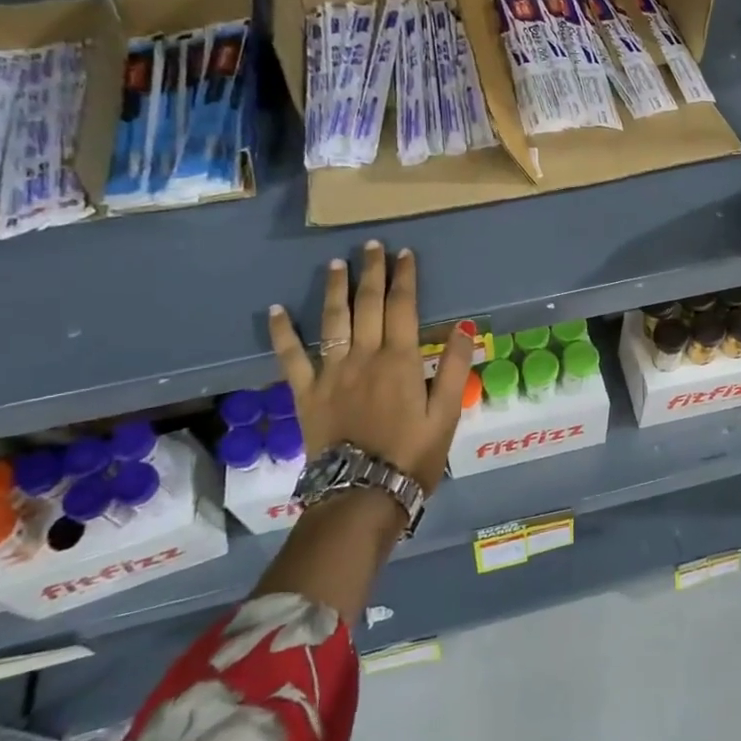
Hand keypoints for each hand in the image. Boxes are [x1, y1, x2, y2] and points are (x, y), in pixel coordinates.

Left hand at [267, 240, 474, 492]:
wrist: (362, 495)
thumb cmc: (412, 456)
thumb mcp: (447, 415)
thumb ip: (455, 368)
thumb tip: (464, 326)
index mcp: (401, 360)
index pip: (404, 306)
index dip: (404, 277)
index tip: (404, 253)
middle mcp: (365, 356)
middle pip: (368, 304)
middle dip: (372, 271)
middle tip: (371, 246)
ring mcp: (332, 372)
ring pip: (333, 320)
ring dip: (335, 288)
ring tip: (336, 263)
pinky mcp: (306, 393)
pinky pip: (291, 357)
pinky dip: (282, 332)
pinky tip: (276, 310)